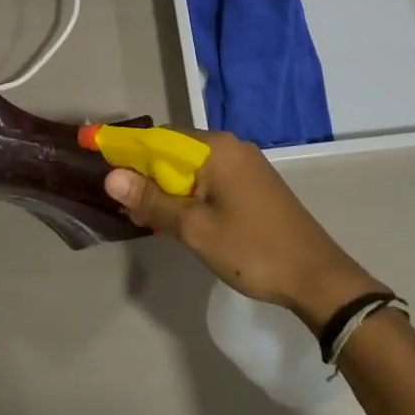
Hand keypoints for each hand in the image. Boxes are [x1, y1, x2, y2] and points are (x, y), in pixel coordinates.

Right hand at [103, 132, 381, 331]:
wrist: (317, 277)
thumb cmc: (252, 249)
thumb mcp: (195, 228)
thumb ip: (152, 200)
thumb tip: (111, 175)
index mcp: (216, 148)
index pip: (158, 138)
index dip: (125, 148)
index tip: (98, 158)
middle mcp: (230, 147)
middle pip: (174, 151)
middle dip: (145, 173)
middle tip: (122, 202)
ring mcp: (245, 166)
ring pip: (191, 168)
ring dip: (165, 188)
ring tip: (141, 214)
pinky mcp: (253, 186)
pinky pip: (209, 180)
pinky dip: (187, 194)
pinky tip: (174, 218)